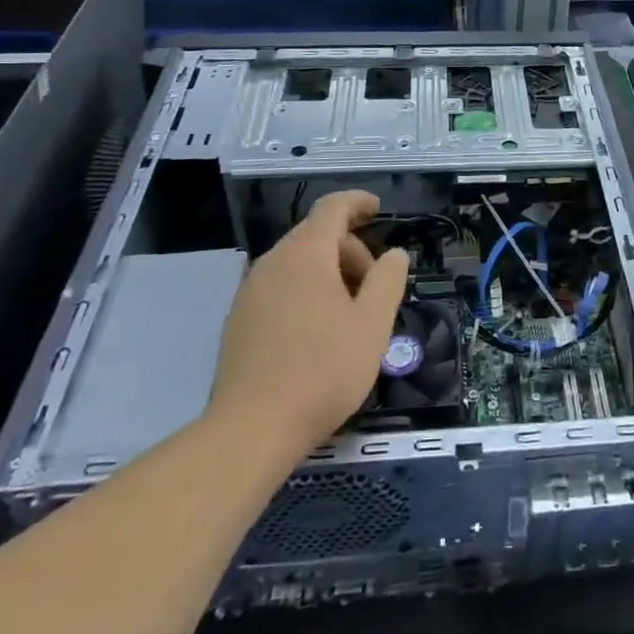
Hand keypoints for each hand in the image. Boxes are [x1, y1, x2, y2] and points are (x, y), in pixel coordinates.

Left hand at [210, 189, 408, 454]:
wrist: (250, 430)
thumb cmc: (321, 372)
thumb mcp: (372, 325)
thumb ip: (388, 280)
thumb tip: (394, 254)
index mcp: (305, 255)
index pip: (332, 208)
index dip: (358, 203)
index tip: (378, 210)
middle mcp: (272, 262)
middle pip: (316, 236)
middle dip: (350, 250)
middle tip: (374, 287)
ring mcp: (250, 291)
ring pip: (297, 262)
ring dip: (329, 273)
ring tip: (349, 314)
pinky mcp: (239, 319)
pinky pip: (280, 286)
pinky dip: (306, 290)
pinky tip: (317, 331)